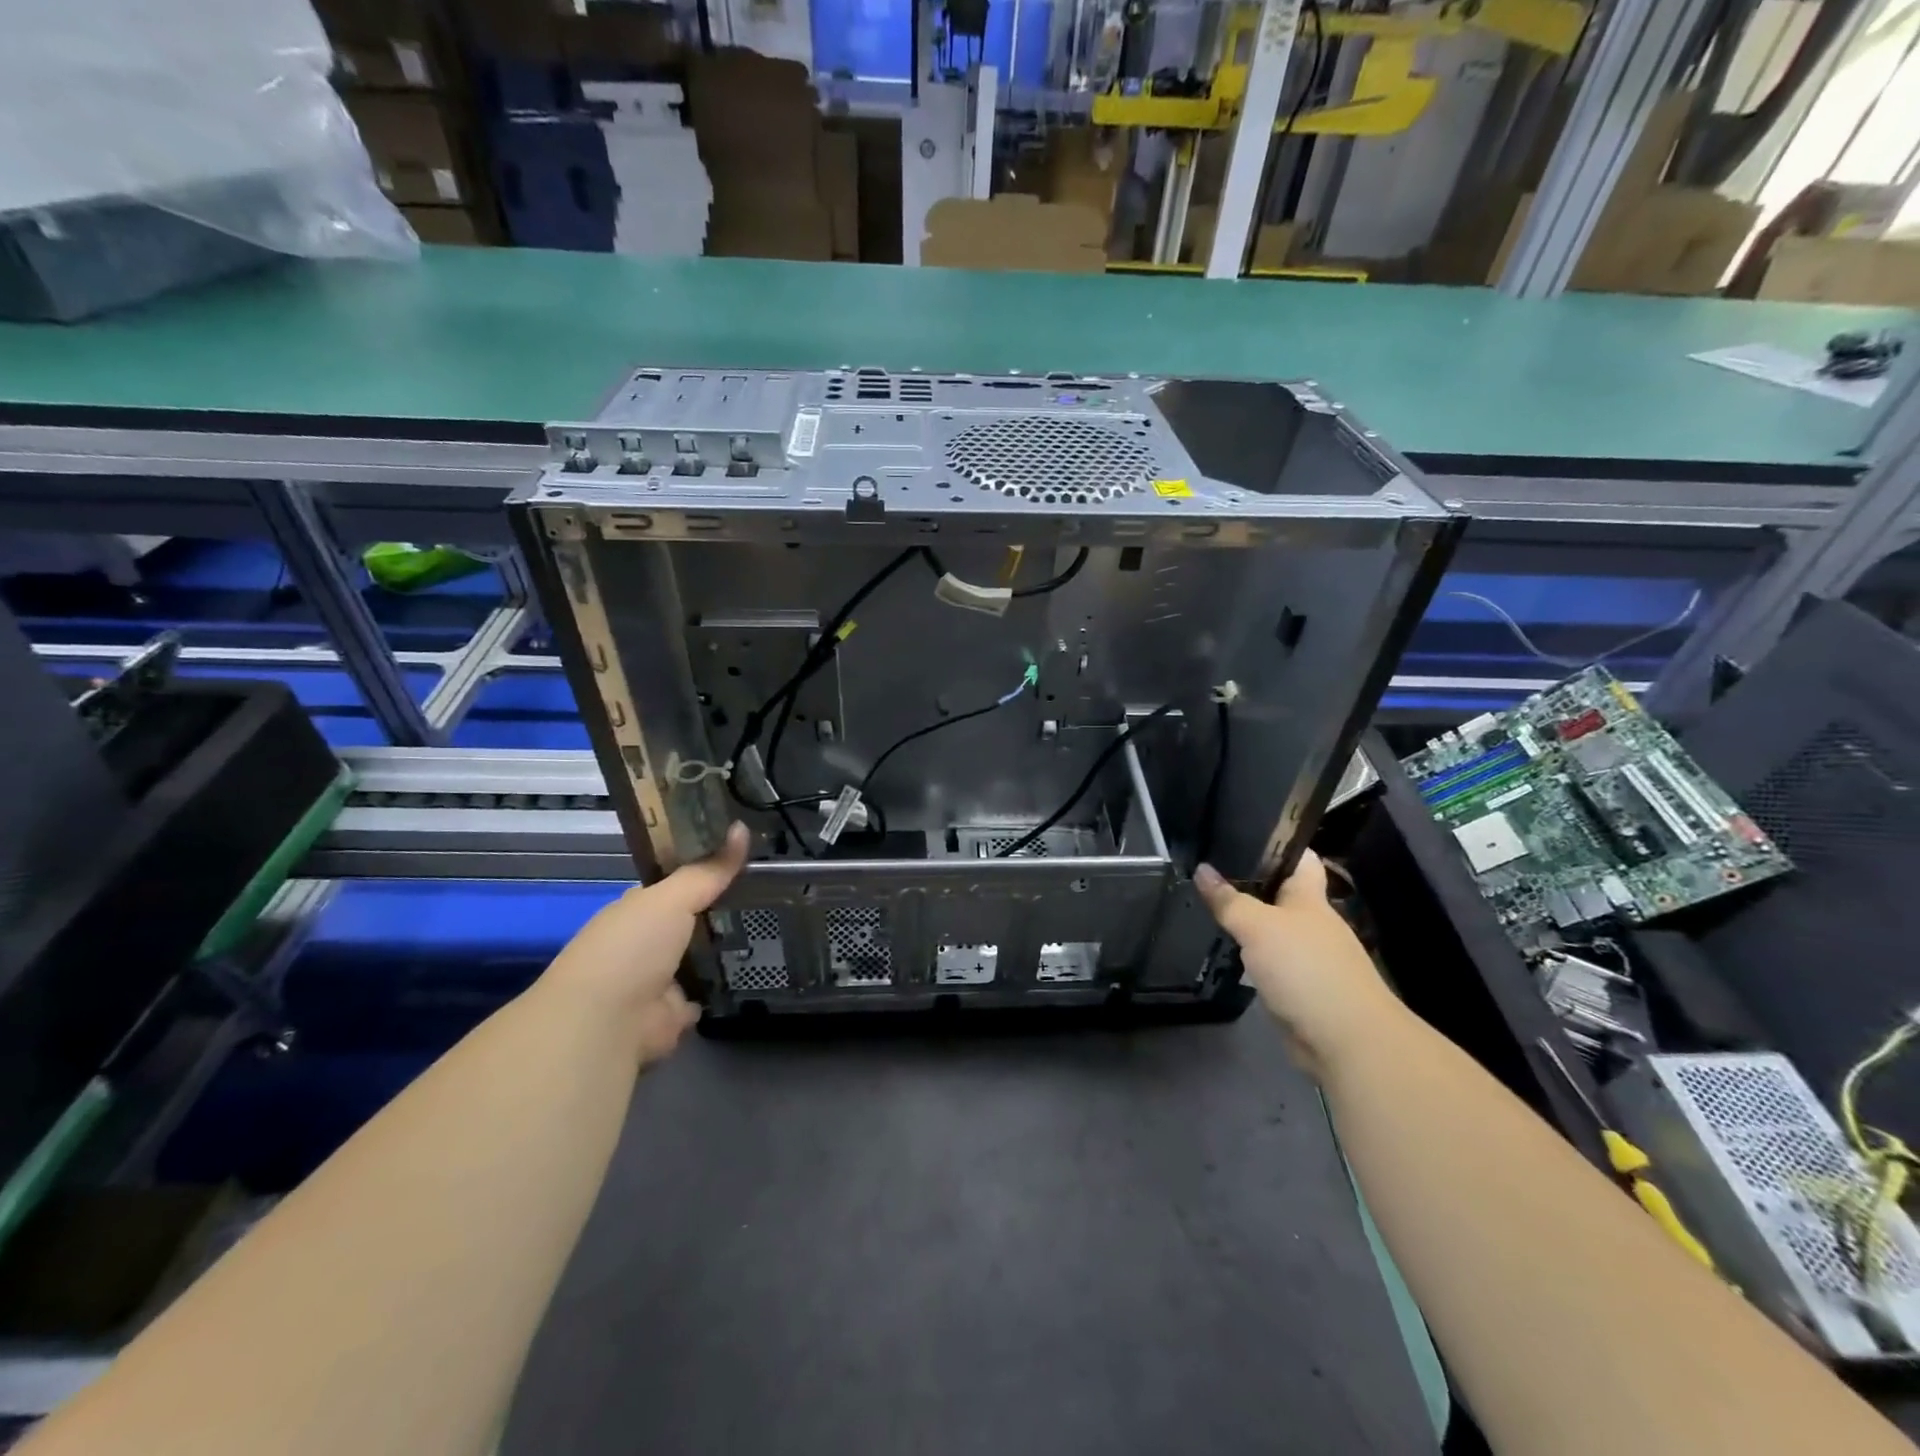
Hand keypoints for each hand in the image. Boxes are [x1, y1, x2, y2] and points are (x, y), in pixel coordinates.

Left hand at [539, 822, 749, 1064]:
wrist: (606, 1023)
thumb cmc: (631, 948)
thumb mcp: (673, 898)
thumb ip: (709, 870)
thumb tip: (743, 827)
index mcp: (635, 911)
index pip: (673, 886)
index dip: (703, 872)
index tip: (740, 861)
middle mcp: (644, 944)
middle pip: (688, 922)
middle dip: (718, 912)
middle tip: (766, 895)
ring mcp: (656, 982)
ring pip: (696, 959)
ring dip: (721, 951)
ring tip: (769, 930)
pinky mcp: (671, 1016)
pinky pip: (702, 996)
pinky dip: (719, 990)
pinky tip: (751, 974)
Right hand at [1194, 851, 1401, 1075]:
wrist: (1347, 1039)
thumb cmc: (1306, 969)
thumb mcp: (1258, 926)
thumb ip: (1229, 900)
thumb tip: (1202, 869)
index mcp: (1310, 898)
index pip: (1300, 858)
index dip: (1277, 842)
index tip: (1243, 831)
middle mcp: (1313, 922)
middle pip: (1283, 893)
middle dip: (1251, 883)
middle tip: (1210, 871)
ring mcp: (1311, 957)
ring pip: (1275, 929)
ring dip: (1250, 922)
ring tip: (1210, 908)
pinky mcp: (1303, 988)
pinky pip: (1273, 962)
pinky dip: (1254, 957)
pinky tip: (1229, 953)